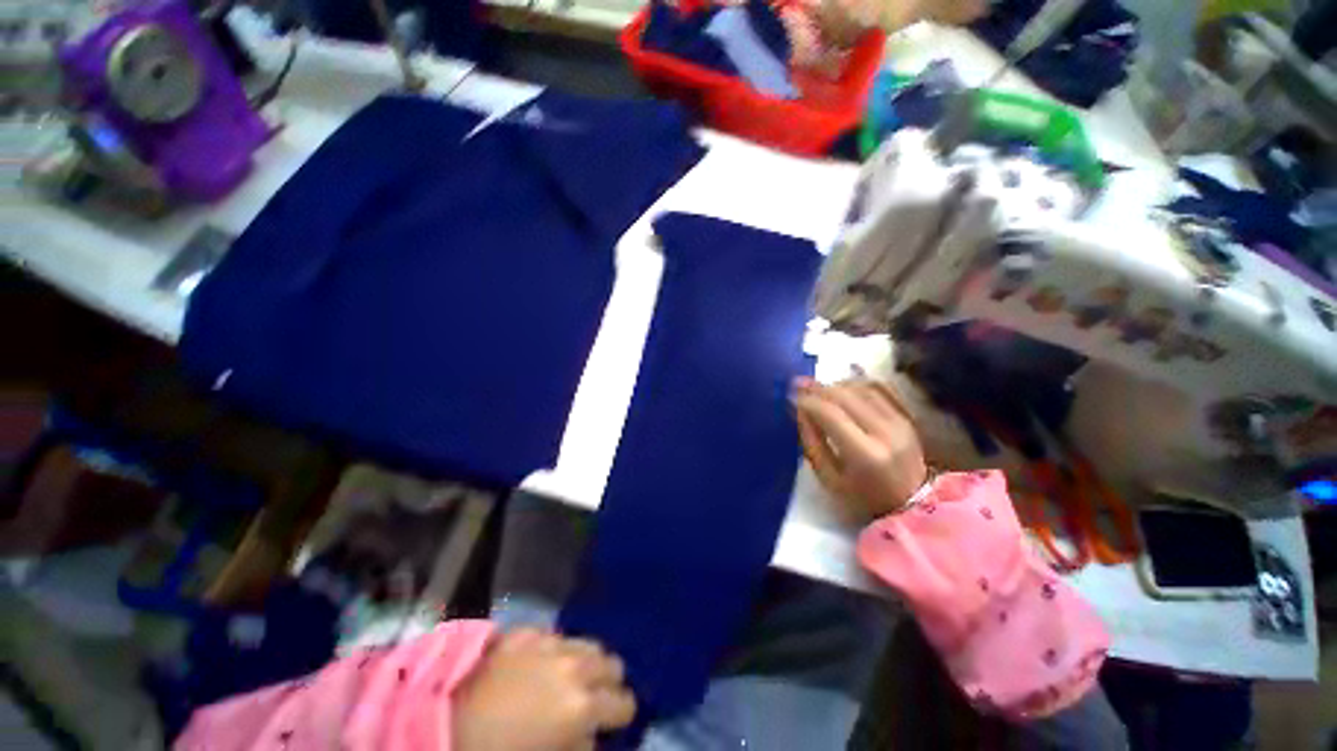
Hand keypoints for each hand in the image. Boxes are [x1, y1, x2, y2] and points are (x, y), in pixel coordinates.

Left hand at [453, 628, 635, 750]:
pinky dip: (556, 650)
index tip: (613, 722)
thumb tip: (590, 736)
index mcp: (581, 706)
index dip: (621, 715)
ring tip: (571, 677)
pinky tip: (540, 664)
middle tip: (594, 699)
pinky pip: (555, 636)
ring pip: (589, 643)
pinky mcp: (527, 632)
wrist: (440, 720)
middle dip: (609, 682)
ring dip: (587, 661)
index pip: (624, 703)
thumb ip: (579, 747)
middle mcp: (574, 667)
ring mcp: (550, 643)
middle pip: (612, 663)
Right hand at [793, 377, 927, 520]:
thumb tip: (798, 409)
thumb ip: (811, 442)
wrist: (911, 503)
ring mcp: (899, 421)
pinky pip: (879, 388)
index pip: (829, 414)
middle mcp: (885, 432)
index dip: (807, 400)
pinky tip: (842, 386)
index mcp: (864, 454)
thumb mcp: (828, 478)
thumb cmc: (862, 497)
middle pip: (845, 396)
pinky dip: (856, 382)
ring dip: (835, 385)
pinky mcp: (906, 416)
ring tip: (818, 389)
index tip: (790, 395)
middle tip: (798, 385)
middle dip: (817, 388)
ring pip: (861, 388)